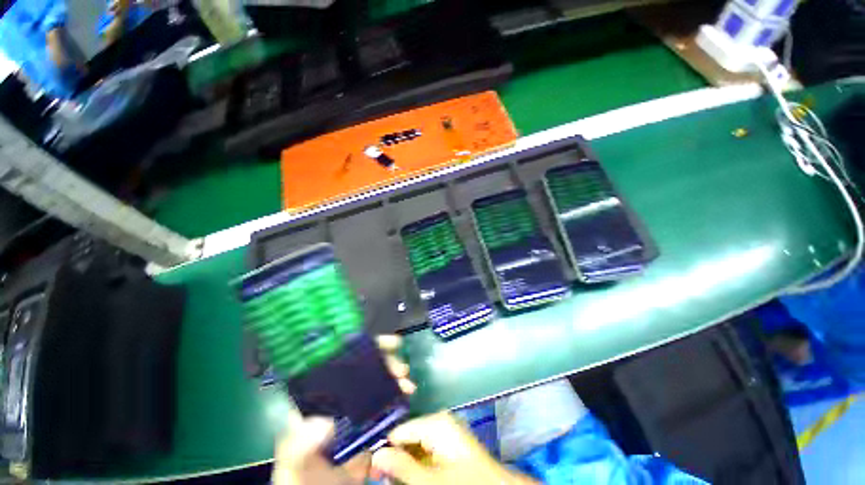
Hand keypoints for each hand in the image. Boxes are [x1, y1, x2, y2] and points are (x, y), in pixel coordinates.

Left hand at [273, 335, 414, 484]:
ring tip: (408, 384)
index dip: (363, 347)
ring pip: (378, 382)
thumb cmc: (301, 477)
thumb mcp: (295, 461)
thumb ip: (301, 444)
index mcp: (320, 396)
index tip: (383, 344)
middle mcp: (340, 396)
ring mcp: (357, 408)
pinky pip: (387, 403)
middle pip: (365, 368)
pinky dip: (398, 395)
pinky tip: (407, 396)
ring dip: (395, 378)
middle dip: (386, 362)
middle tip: (401, 370)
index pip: (341, 361)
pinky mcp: (370, 423)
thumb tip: (323, 422)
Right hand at [371, 413, 538, 484]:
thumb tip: (376, 454)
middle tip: (377, 476)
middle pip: (406, 437)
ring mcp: (444, 434)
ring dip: (402, 463)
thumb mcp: (429, 480)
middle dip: (392, 456)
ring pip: (414, 446)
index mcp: (435, 422)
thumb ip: (401, 466)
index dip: (383, 447)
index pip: (399, 429)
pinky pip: (425, 452)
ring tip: (389, 478)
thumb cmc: (464, 483)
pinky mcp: (448, 446)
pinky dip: (415, 465)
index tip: (368, 465)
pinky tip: (408, 476)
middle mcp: (439, 422)